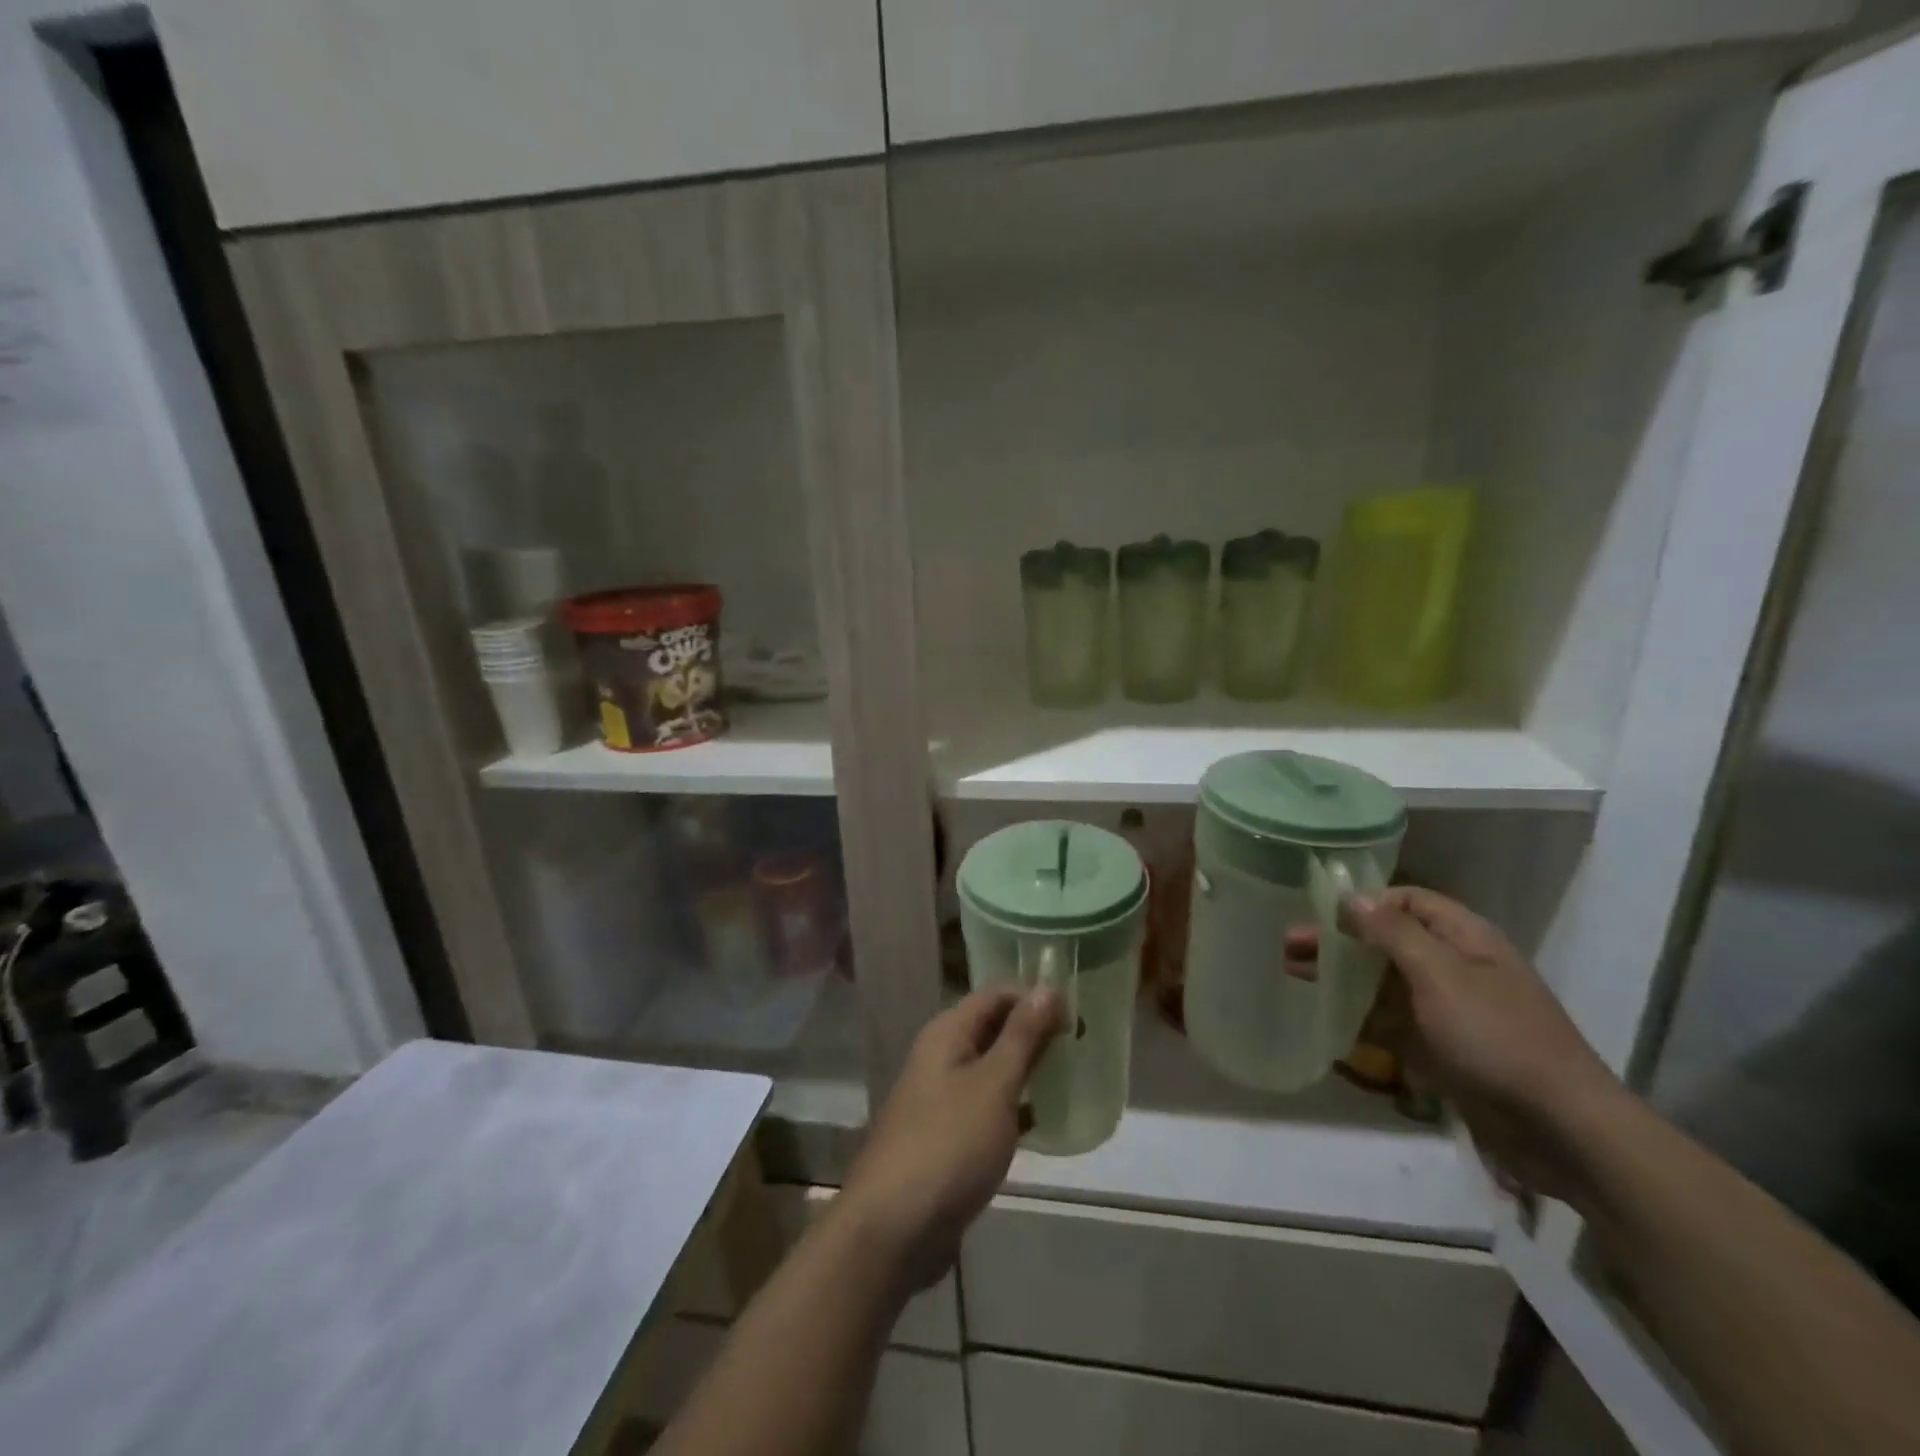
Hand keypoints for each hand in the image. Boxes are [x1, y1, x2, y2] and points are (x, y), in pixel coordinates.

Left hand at [838, 987, 1064, 1289]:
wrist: (894, 1229)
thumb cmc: (948, 1144)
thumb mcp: (993, 1084)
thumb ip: (1022, 1036)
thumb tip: (1048, 987)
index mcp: (948, 1033)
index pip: (997, 994)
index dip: (1035, 997)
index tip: (1078, 1014)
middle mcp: (943, 1056)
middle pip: (994, 1029)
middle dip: (1036, 1032)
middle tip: (1084, 1044)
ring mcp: (943, 1098)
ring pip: (994, 1069)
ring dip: (1029, 1070)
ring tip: (1075, 1076)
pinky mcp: (950, 1137)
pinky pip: (990, 1107)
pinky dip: (1017, 1108)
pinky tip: (1048, 1121)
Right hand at [1291, 887, 1629, 1200]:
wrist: (1560, 1129)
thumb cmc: (1497, 1036)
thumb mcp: (1440, 974)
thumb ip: (1392, 932)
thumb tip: (1349, 895)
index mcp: (1464, 938)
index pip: (1407, 900)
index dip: (1365, 901)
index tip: (1319, 911)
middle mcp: (1454, 966)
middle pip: (1386, 940)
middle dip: (1339, 939)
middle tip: (1288, 945)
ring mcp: (1447, 1010)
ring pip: (1382, 981)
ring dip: (1340, 975)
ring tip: (1292, 973)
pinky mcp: (1440, 1049)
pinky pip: (1389, 1022)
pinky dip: (1356, 1016)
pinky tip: (1322, 1017)